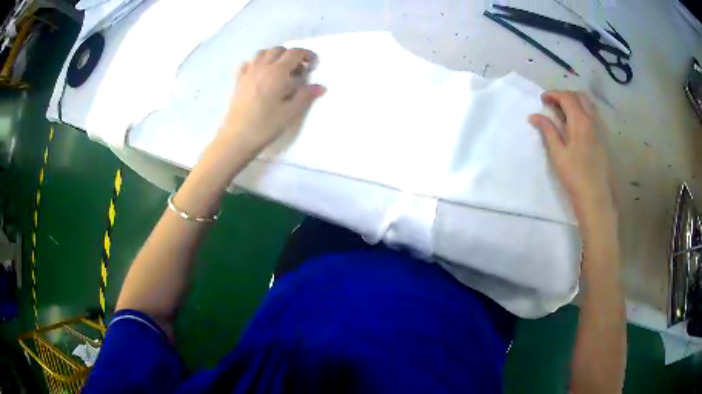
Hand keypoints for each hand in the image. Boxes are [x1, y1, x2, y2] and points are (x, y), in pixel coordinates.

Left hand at [220, 46, 325, 154]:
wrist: (237, 137)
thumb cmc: (265, 126)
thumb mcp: (290, 113)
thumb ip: (306, 96)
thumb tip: (320, 86)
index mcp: (277, 73)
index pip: (295, 53)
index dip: (307, 55)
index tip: (314, 63)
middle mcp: (262, 67)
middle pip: (279, 49)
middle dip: (292, 54)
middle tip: (299, 68)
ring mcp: (248, 72)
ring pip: (263, 52)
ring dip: (275, 55)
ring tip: (281, 68)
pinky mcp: (238, 80)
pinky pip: (249, 62)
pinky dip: (258, 62)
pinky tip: (261, 72)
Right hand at [529, 91, 616, 233]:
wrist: (595, 197)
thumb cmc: (575, 176)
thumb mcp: (558, 153)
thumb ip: (547, 131)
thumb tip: (534, 115)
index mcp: (580, 121)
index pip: (566, 97)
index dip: (553, 94)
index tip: (542, 100)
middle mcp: (592, 121)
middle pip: (579, 96)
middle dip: (564, 95)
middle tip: (552, 104)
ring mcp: (599, 130)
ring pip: (588, 105)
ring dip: (575, 102)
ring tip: (564, 112)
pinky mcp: (603, 139)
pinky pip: (593, 116)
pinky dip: (583, 111)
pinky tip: (576, 124)